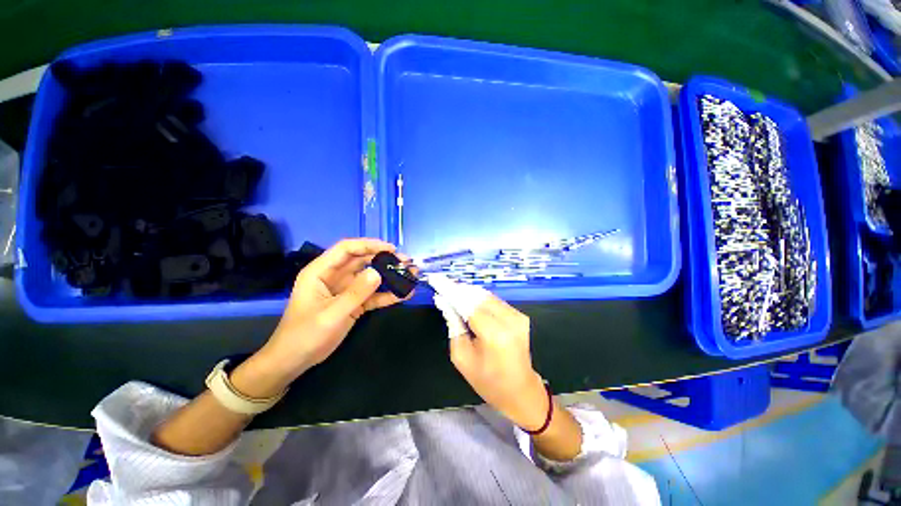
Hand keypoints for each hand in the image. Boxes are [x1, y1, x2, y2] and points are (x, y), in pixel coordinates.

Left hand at [252, 239, 407, 387]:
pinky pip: (373, 295)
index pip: (346, 249)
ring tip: (410, 275)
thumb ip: (355, 293)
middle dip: (384, 260)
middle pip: (362, 261)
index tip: (391, 249)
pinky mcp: (353, 304)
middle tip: (406, 262)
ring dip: (389, 276)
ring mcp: (346, 290)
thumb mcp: (331, 314)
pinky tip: (404, 294)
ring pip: (370, 277)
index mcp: (321, 272)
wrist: (294, 361)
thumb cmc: (304, 335)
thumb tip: (378, 272)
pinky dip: (387, 295)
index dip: (369, 245)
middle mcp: (335, 277)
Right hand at [439, 293, 547, 430]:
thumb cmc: (487, 381)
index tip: (435, 279)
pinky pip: (494, 300)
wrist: (520, 391)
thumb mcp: (462, 357)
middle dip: (457, 289)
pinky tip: (467, 299)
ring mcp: (517, 316)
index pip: (467, 303)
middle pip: (477, 295)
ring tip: (451, 291)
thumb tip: (443, 301)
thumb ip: (453, 325)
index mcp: (494, 334)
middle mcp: (509, 320)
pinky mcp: (520, 315)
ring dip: (467, 292)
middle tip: (441, 286)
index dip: (449, 290)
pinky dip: (478, 298)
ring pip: (486, 295)